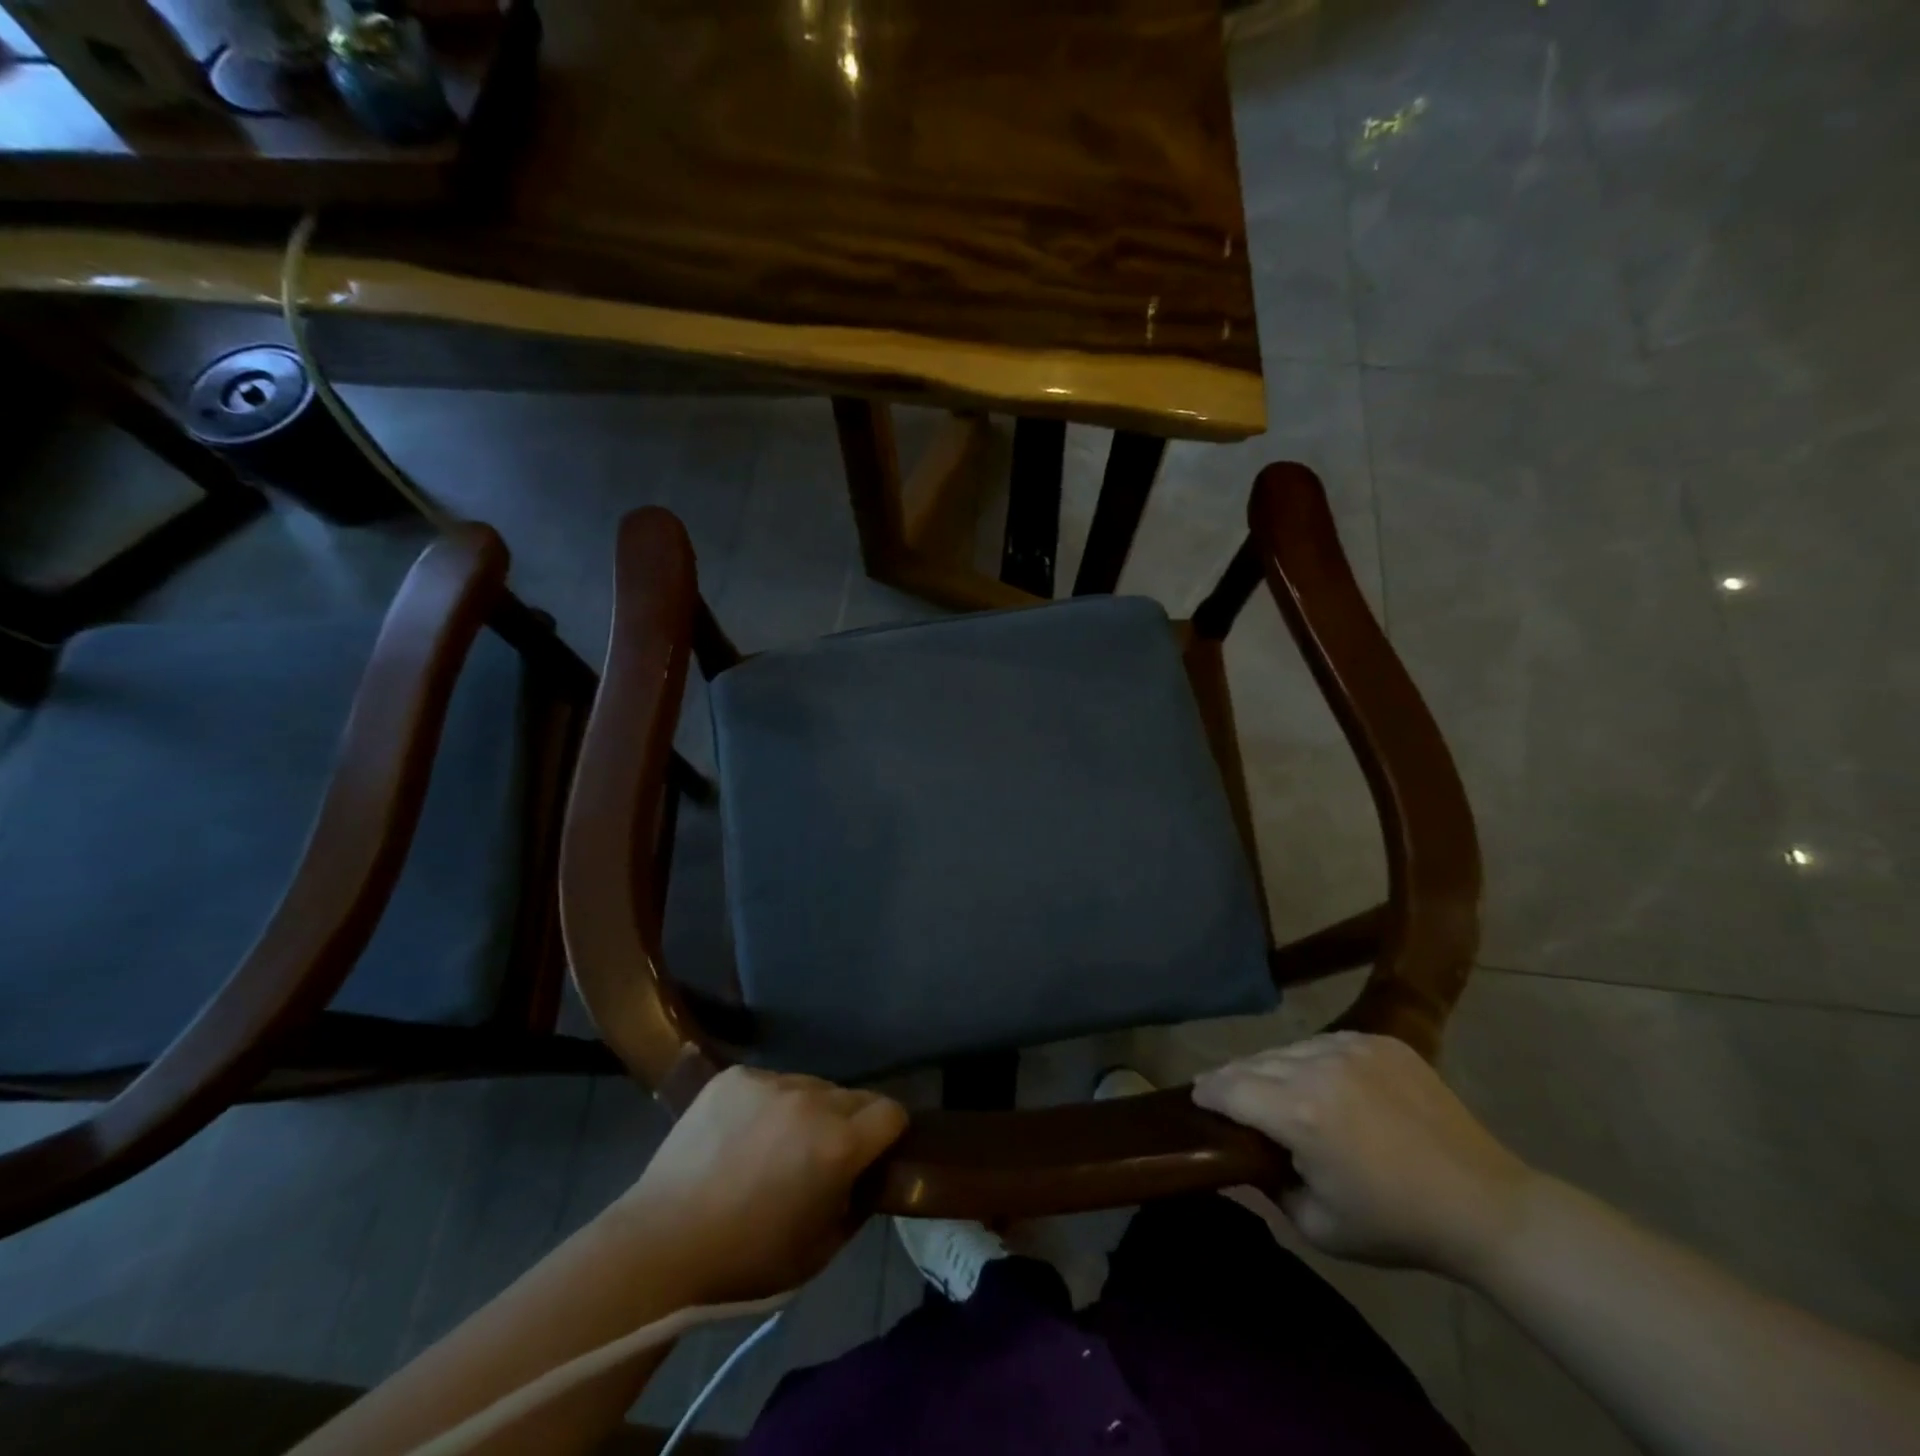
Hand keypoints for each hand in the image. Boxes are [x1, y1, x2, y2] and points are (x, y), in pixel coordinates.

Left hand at [604, 1067, 907, 1303]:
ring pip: (811, 1086)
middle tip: (820, 1157)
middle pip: (853, 1096)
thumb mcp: (819, 1250)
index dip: (888, 1135)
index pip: (891, 1112)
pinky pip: (770, 1083)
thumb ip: (856, 1204)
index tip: (873, 1155)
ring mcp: (770, 1082)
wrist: (660, 1245)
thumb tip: (865, 1178)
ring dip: (808, 1111)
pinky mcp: (735, 1076)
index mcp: (839, 1143)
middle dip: (848, 1123)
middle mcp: (812, 1100)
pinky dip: (767, 1105)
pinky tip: (742, 1136)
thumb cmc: (746, 1261)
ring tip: (775, 1146)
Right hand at [1193, 1032, 1534, 1281]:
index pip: (1229, 1087)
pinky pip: (1326, 1042)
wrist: (1485, 1206)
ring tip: (1271, 1087)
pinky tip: (1320, 1081)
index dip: (1207, 1092)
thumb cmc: (1397, 1225)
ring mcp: (1352, 1048)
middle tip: (1225, 1093)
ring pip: (1288, 1048)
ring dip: (1272, 1067)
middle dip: (1234, 1078)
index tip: (1196, 1097)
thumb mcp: (1319, 1226)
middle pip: (1254, 1062)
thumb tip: (1245, 1158)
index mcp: (1300, 1113)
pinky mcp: (1379, 1041)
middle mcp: (1318, 1067)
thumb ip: (1270, 1187)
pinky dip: (1311, 1059)